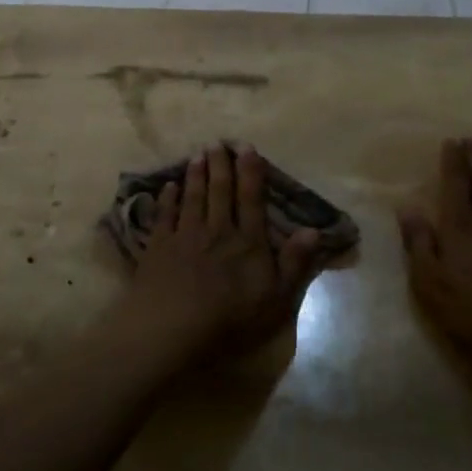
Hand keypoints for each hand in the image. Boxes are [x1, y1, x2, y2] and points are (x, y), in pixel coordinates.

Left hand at [121, 143, 322, 359]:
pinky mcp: (159, 247)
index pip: (251, 199)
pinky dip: (167, 199)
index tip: (247, 148)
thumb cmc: (231, 319)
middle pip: (219, 191)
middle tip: (216, 142)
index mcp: (248, 242)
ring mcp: (186, 236)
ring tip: (197, 155)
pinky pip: (165, 216)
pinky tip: (168, 186)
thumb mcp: (277, 299)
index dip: (250, 172)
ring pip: (193, 198)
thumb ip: (294, 263)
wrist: (174, 328)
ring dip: (196, 175)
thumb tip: (312, 230)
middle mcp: (218, 230)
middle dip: (220, 165)